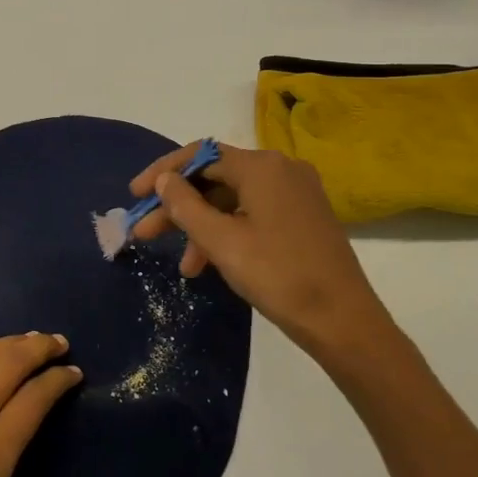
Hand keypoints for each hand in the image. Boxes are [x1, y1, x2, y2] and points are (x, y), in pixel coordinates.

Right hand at [128, 142, 391, 356]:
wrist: (344, 322)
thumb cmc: (278, 276)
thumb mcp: (221, 241)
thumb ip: (184, 205)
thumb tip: (164, 179)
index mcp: (262, 166)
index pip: (200, 155)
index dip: (162, 173)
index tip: (134, 196)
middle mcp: (281, 169)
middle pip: (215, 178)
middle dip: (178, 206)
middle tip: (145, 232)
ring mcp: (296, 193)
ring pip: (233, 200)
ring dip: (202, 227)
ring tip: (184, 266)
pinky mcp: (303, 216)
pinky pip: (253, 213)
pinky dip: (228, 233)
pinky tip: (211, 263)